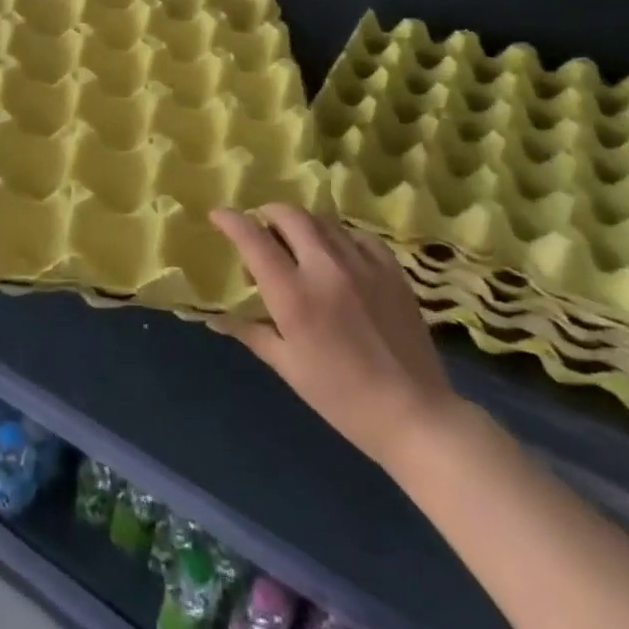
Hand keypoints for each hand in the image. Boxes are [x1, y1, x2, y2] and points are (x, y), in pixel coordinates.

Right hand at [209, 205, 462, 472]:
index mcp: (293, 294)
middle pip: (289, 215)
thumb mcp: (286, 366)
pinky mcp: (391, 269)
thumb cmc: (340, 397)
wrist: (413, 414)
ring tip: (296, 245)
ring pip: (322, 221)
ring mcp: (362, 264)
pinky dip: (337, 237)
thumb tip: (214, 315)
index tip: (217, 216)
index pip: (253, 238)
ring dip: (300, 225)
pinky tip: (336, 256)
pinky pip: (356, 235)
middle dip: (266, 214)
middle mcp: (325, 268)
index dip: (230, 220)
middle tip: (259, 231)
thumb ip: (249, 331)